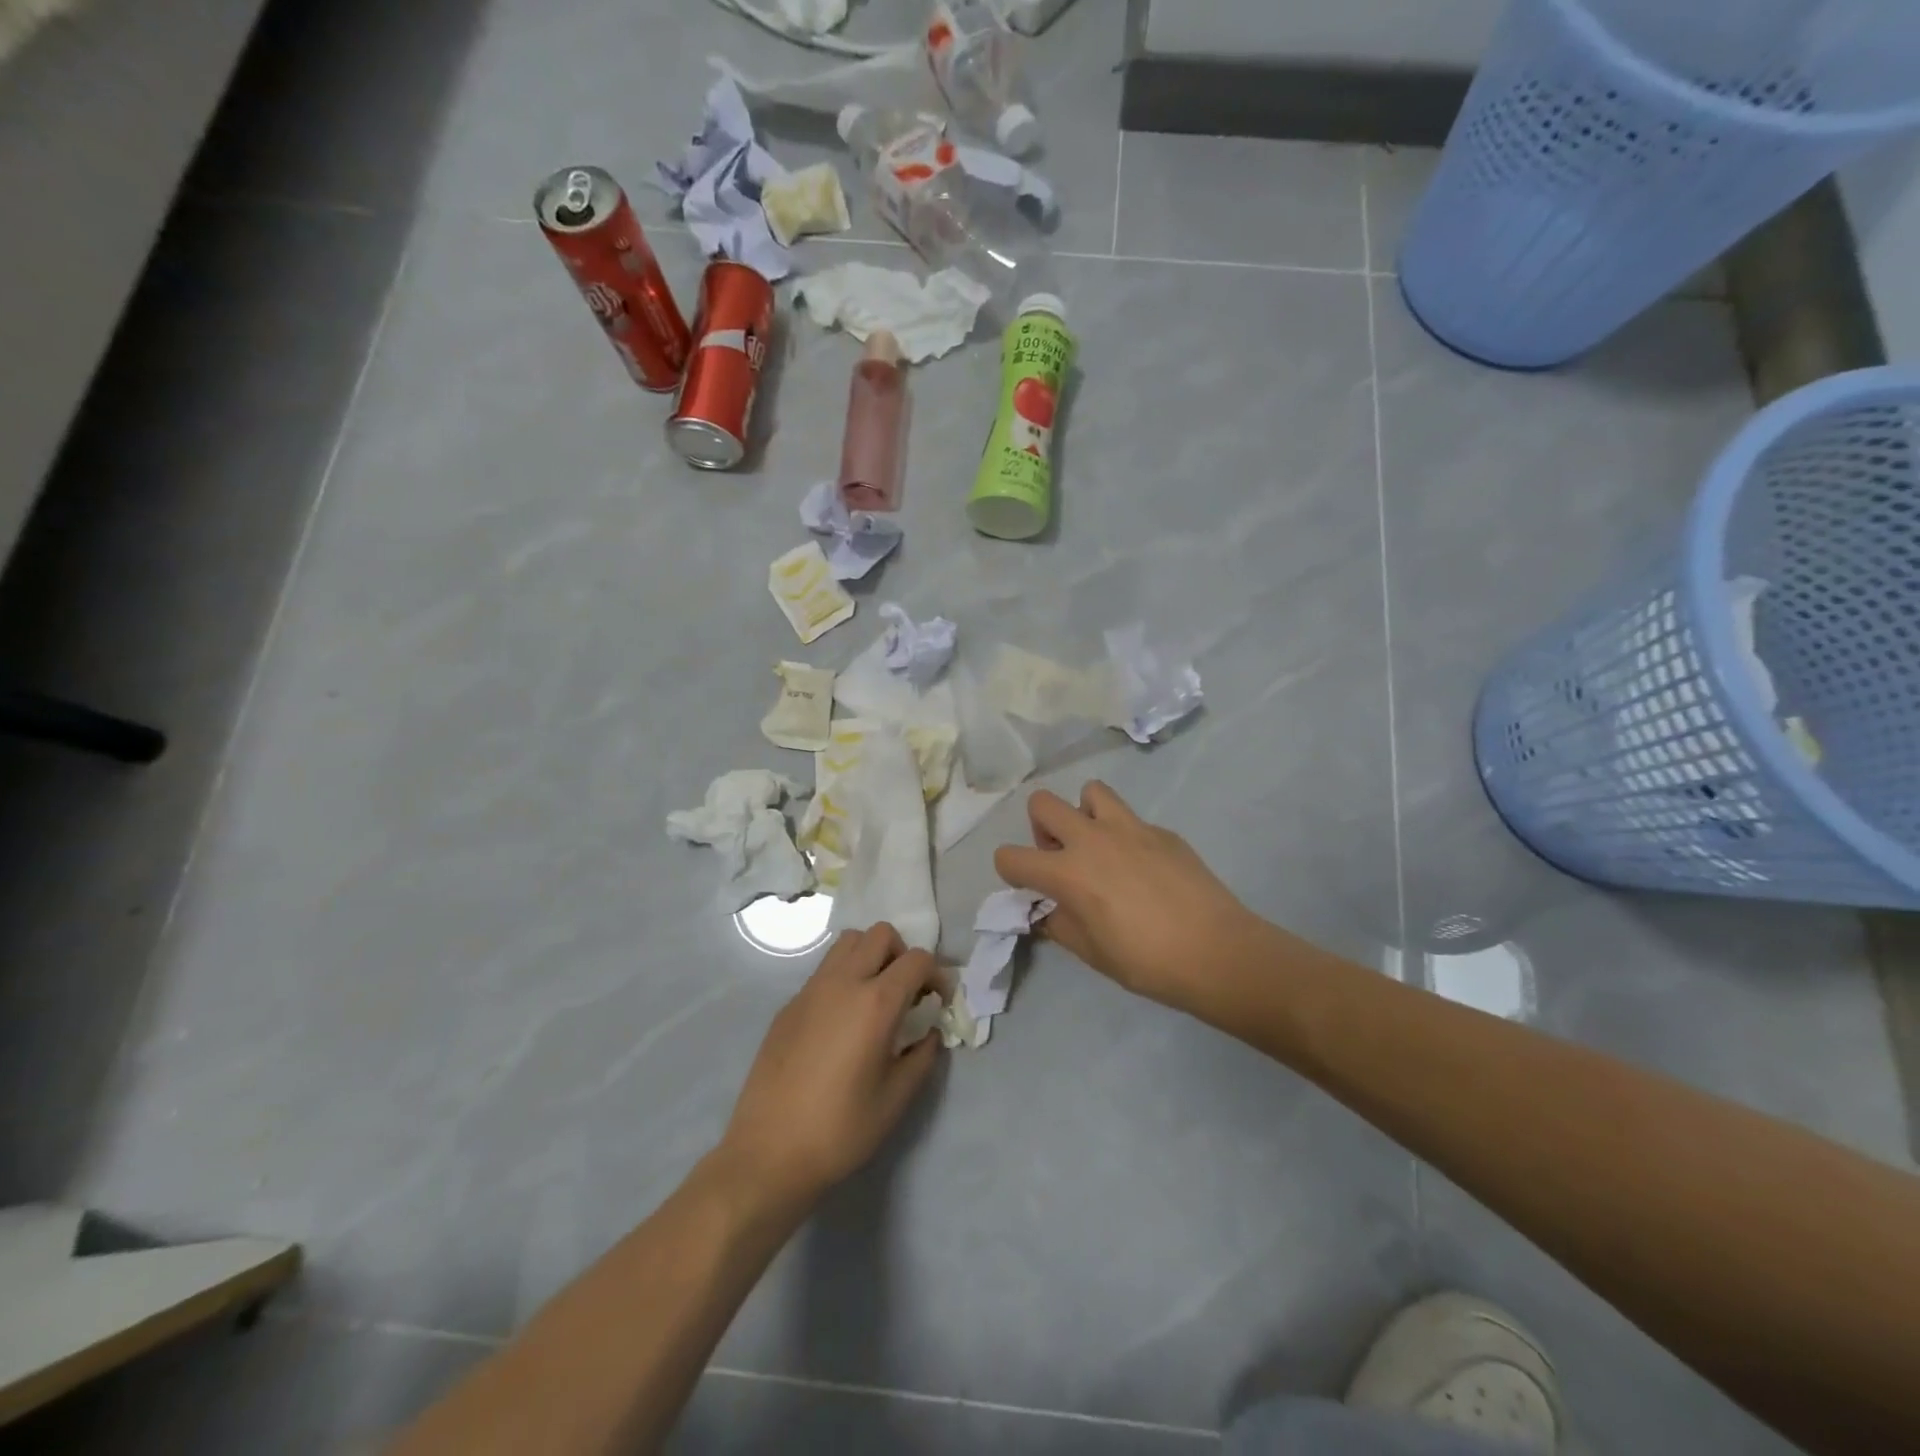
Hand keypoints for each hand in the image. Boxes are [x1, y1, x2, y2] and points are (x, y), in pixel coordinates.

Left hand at [720, 923, 944, 1210]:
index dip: (937, 974)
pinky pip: (824, 970)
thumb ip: (922, 1057)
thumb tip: (930, 1033)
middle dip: (902, 954)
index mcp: (875, 1003)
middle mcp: (843, 983)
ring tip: (875, 997)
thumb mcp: (896, 1099)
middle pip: (880, 934)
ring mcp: (811, 990)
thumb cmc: (840, 1129)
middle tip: (907, 993)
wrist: (769, 1152)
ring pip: (848, 942)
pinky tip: (842, 1022)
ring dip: (870, 956)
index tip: (939, 1002)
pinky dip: (843, 977)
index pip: (916, 959)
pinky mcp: (789, 1005)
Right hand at [994, 783, 1269, 1015]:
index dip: (1011, 871)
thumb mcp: (1090, 953)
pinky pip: (1130, 819)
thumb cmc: (1146, 961)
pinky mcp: (1161, 830)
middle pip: (1042, 803)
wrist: (1216, 951)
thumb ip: (1059, 924)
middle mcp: (1091, 839)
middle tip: (1062, 856)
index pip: (1010, 856)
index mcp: (1067, 872)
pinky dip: (1125, 836)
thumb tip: (1048, 911)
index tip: (1030, 887)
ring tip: (1100, 847)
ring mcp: (1129, 828)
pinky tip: (1145, 868)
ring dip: (1084, 814)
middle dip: (1041, 827)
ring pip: (1090, 791)